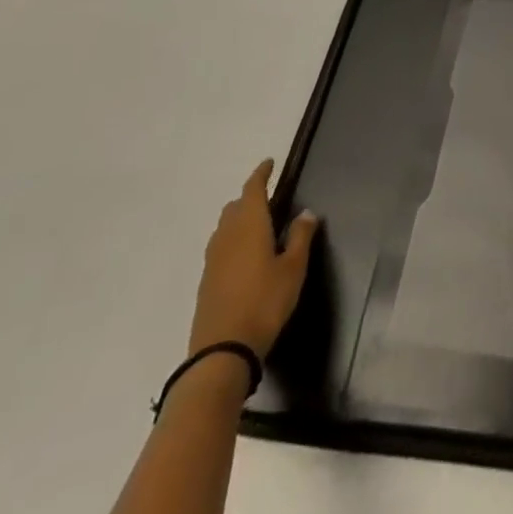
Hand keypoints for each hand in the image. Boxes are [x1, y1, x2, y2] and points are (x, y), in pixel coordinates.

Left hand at [189, 159, 317, 358]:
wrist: (222, 350)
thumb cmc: (265, 301)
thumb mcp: (293, 268)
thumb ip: (301, 237)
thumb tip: (306, 212)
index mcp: (249, 225)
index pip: (253, 189)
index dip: (261, 174)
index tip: (269, 163)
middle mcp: (227, 236)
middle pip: (234, 207)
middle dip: (249, 197)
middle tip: (269, 197)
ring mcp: (213, 260)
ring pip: (224, 227)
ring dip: (239, 219)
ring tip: (258, 225)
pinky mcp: (206, 281)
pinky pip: (220, 247)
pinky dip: (232, 241)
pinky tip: (245, 256)